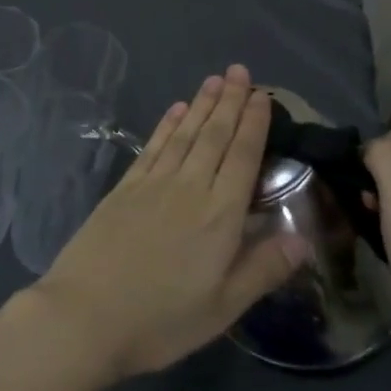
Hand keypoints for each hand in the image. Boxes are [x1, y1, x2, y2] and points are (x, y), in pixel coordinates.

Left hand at [32, 65, 309, 379]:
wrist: (87, 313)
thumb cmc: (161, 319)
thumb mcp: (223, 308)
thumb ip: (263, 269)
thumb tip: (304, 238)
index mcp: (219, 216)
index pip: (243, 158)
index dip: (254, 124)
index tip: (262, 96)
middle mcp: (189, 187)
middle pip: (215, 136)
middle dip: (230, 102)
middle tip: (240, 71)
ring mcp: (153, 183)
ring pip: (185, 134)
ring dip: (201, 105)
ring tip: (214, 80)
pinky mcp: (126, 187)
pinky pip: (153, 146)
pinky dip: (167, 125)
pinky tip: (175, 110)